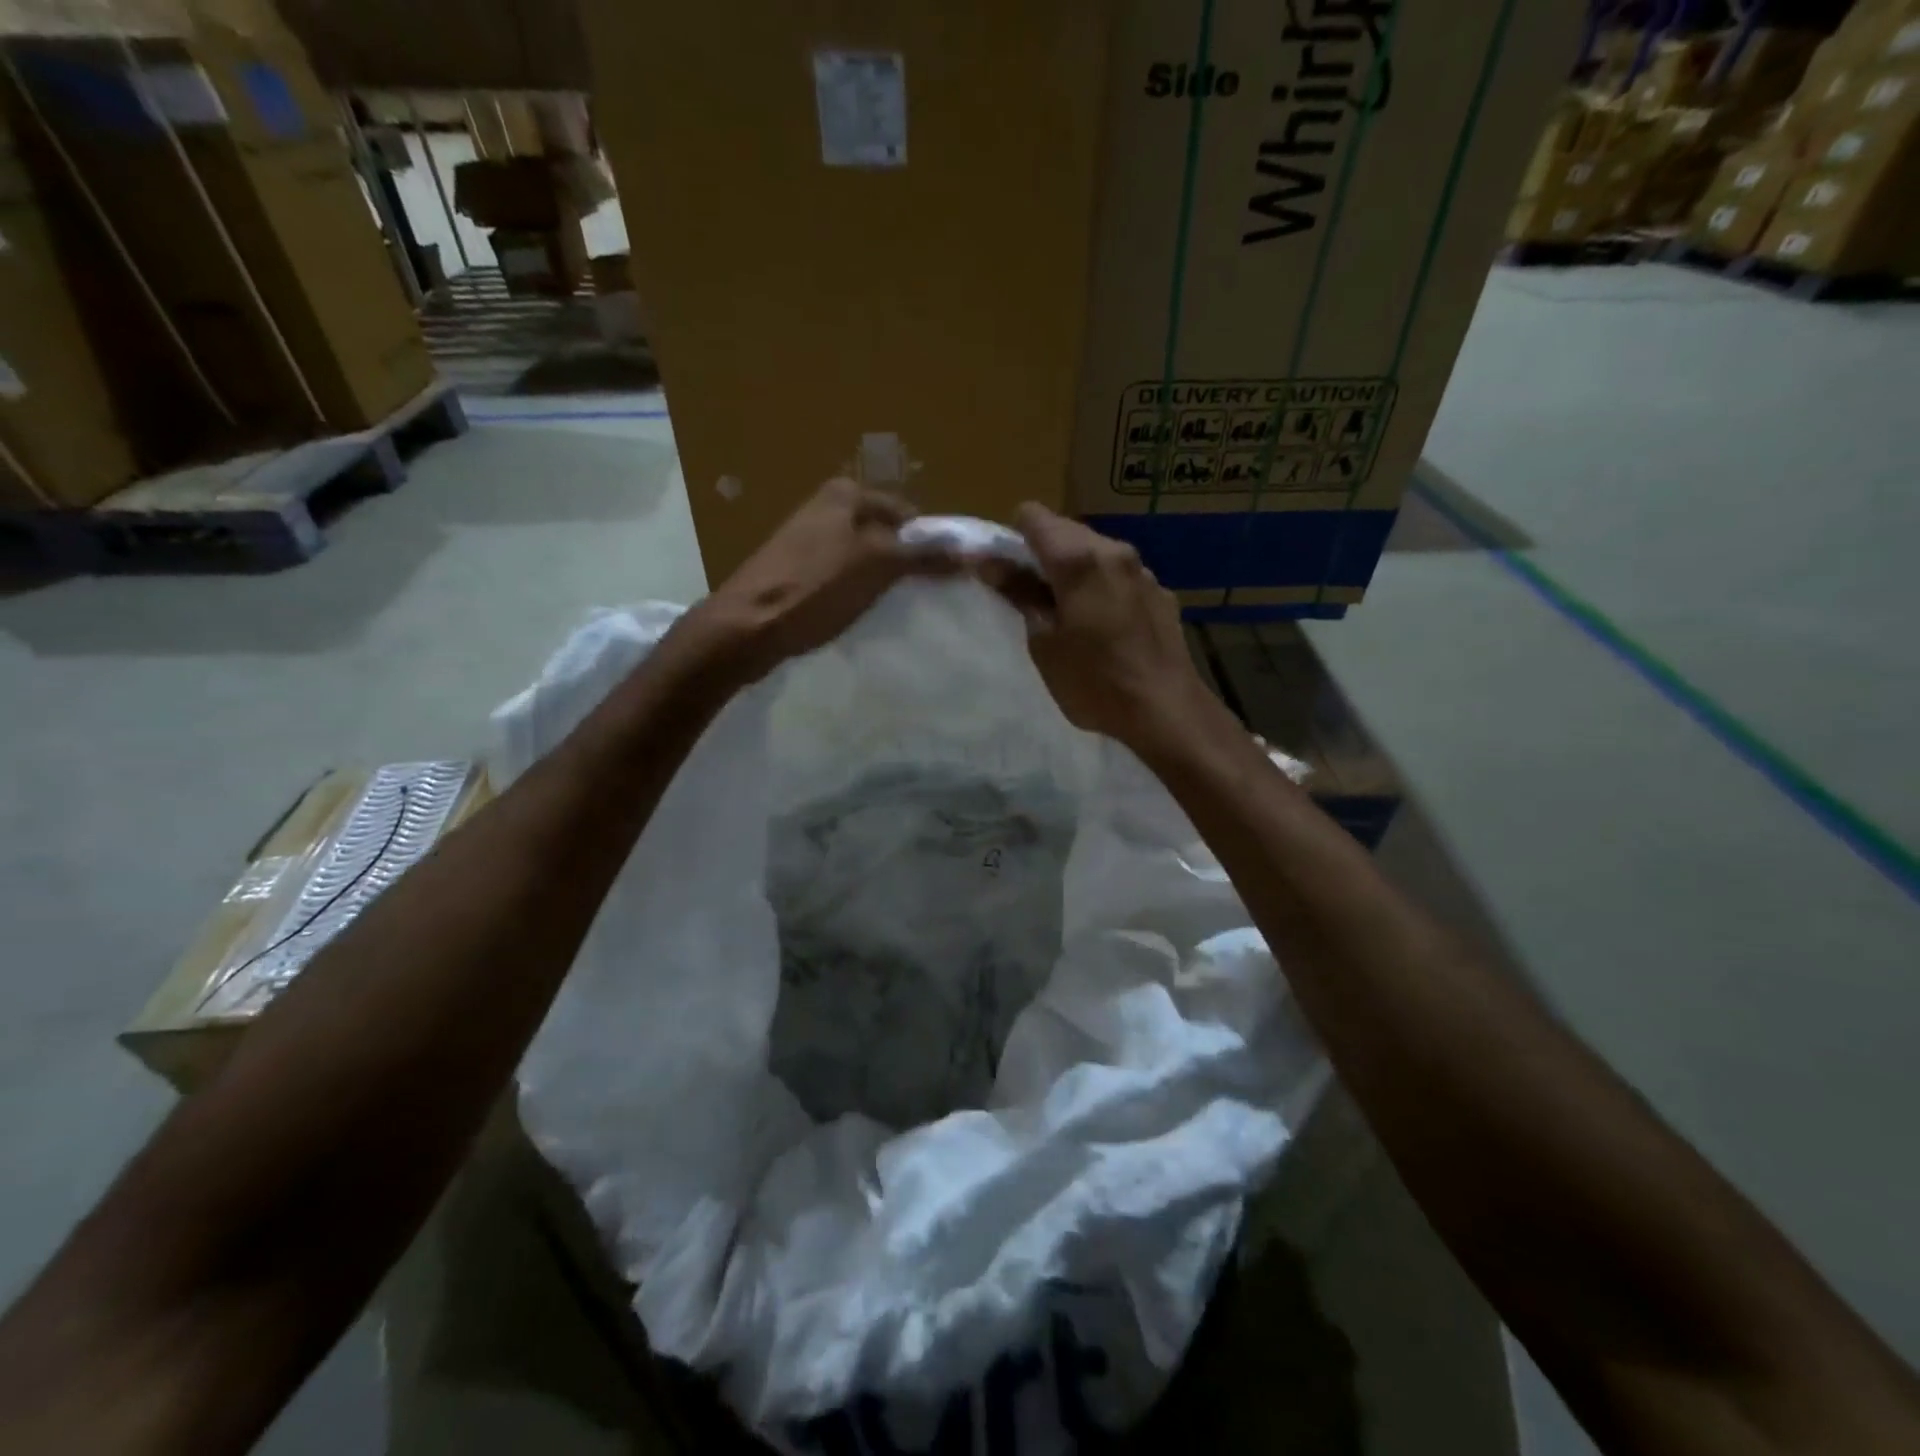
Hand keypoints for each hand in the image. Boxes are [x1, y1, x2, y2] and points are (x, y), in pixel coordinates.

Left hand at [675, 478, 950, 683]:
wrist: (747, 626)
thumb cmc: (815, 587)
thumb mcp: (878, 566)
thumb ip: (923, 556)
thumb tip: (968, 553)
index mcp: (844, 494)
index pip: (905, 513)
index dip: (928, 543)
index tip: (943, 577)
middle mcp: (823, 508)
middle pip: (883, 535)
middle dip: (903, 563)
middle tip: (921, 595)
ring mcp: (805, 541)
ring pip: (861, 557)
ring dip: (879, 580)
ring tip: (892, 608)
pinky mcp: (793, 572)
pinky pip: (839, 577)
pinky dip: (853, 592)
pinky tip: (858, 614)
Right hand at [989, 503, 1220, 753]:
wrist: (1165, 710)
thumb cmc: (1093, 681)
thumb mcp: (1043, 642)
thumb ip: (1018, 593)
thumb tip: (990, 562)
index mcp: (1078, 558)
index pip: (1032, 516)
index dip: (1012, 538)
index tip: (1006, 572)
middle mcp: (1113, 551)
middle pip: (1066, 531)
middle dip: (1043, 555)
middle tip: (1032, 599)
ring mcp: (1143, 571)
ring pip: (1097, 553)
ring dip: (1076, 571)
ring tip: (1070, 616)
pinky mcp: (1161, 593)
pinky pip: (1121, 577)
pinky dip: (1104, 588)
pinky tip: (1106, 629)